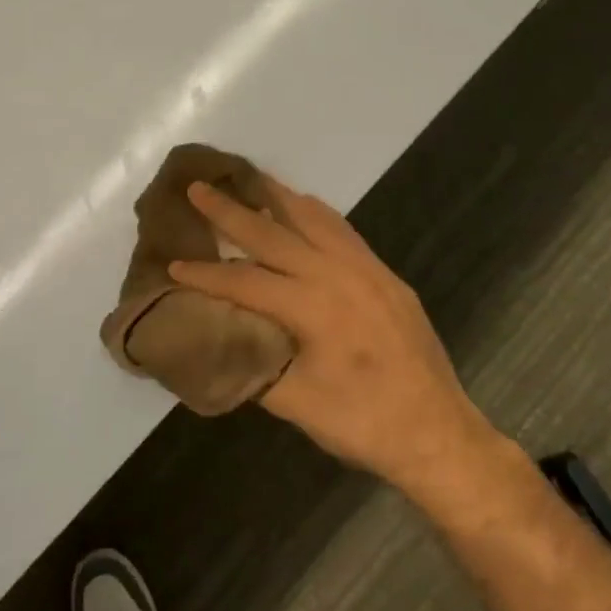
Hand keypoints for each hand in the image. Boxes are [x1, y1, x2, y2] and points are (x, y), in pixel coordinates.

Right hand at [168, 178, 491, 490]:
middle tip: (197, 187)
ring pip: (312, 218)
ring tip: (246, 178)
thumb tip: (214, 338)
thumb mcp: (295, 403)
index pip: (245, 280)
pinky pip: (342, 229)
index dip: (206, 274)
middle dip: (230, 211)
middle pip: (273, 233)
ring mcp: (366, 269)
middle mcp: (338, 273)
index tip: (172, 265)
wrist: (438, 433)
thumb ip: (250, 362)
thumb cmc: (362, 422)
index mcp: (312, 305)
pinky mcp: (385, 275)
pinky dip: (314, 212)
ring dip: (275, 197)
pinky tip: (301, 207)